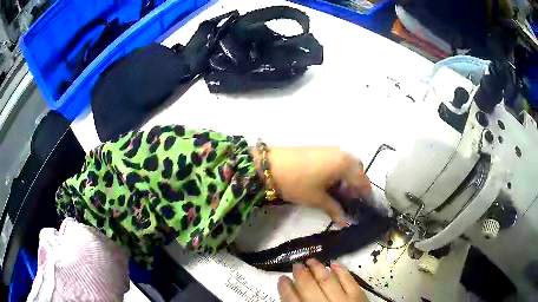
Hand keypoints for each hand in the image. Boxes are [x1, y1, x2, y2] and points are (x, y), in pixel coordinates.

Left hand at [253, 146, 371, 225]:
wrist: (270, 164)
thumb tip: (345, 222)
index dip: (366, 193)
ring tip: (342, 193)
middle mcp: (341, 153)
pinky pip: (337, 160)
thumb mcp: (317, 198)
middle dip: (358, 184)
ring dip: (348, 177)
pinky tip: (331, 182)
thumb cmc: (297, 182)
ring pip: (347, 163)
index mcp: (344, 164)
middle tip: (353, 200)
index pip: (362, 180)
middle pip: (357, 169)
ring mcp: (330, 149)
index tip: (367, 205)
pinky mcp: (320, 148)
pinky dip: (339, 171)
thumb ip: (334, 208)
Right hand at [277, 259, 368, 301]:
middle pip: (308, 288)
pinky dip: (341, 270)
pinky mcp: (358, 295)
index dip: (285, 288)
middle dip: (300, 275)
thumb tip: (291, 294)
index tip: (282, 279)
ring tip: (311, 260)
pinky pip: (348, 280)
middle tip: (296, 264)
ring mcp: (342, 300)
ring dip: (318, 268)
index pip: (291, 300)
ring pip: (327, 280)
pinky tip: (334, 263)